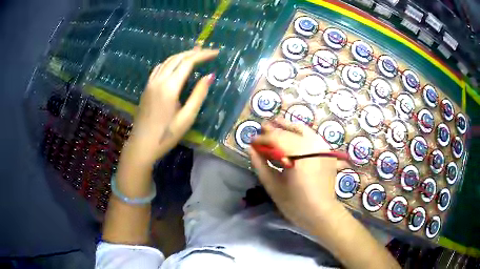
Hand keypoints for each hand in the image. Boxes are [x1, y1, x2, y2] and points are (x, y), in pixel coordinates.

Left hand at [126, 48, 218, 164]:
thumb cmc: (166, 135)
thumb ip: (198, 95)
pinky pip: (159, 68)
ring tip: (194, 54)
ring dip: (181, 55)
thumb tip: (210, 76)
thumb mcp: (187, 117)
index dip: (203, 55)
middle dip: (193, 52)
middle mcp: (159, 80)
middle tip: (207, 51)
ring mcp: (150, 83)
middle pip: (177, 58)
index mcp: (170, 87)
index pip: (188, 62)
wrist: (142, 145)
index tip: (216, 53)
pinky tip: (174, 65)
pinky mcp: (146, 88)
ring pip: (167, 61)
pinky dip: (170, 62)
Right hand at [250, 118, 349, 231]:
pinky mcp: (328, 151)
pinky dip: (300, 133)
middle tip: (262, 127)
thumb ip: (261, 165)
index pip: (277, 138)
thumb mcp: (273, 186)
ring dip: (288, 126)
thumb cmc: (295, 204)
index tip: (251, 141)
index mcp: (300, 155)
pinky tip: (292, 134)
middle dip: (274, 129)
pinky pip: (311, 135)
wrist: (321, 212)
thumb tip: (251, 149)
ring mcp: (323, 146)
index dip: (262, 138)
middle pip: (289, 131)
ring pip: (302, 129)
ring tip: (276, 123)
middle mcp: (313, 145)